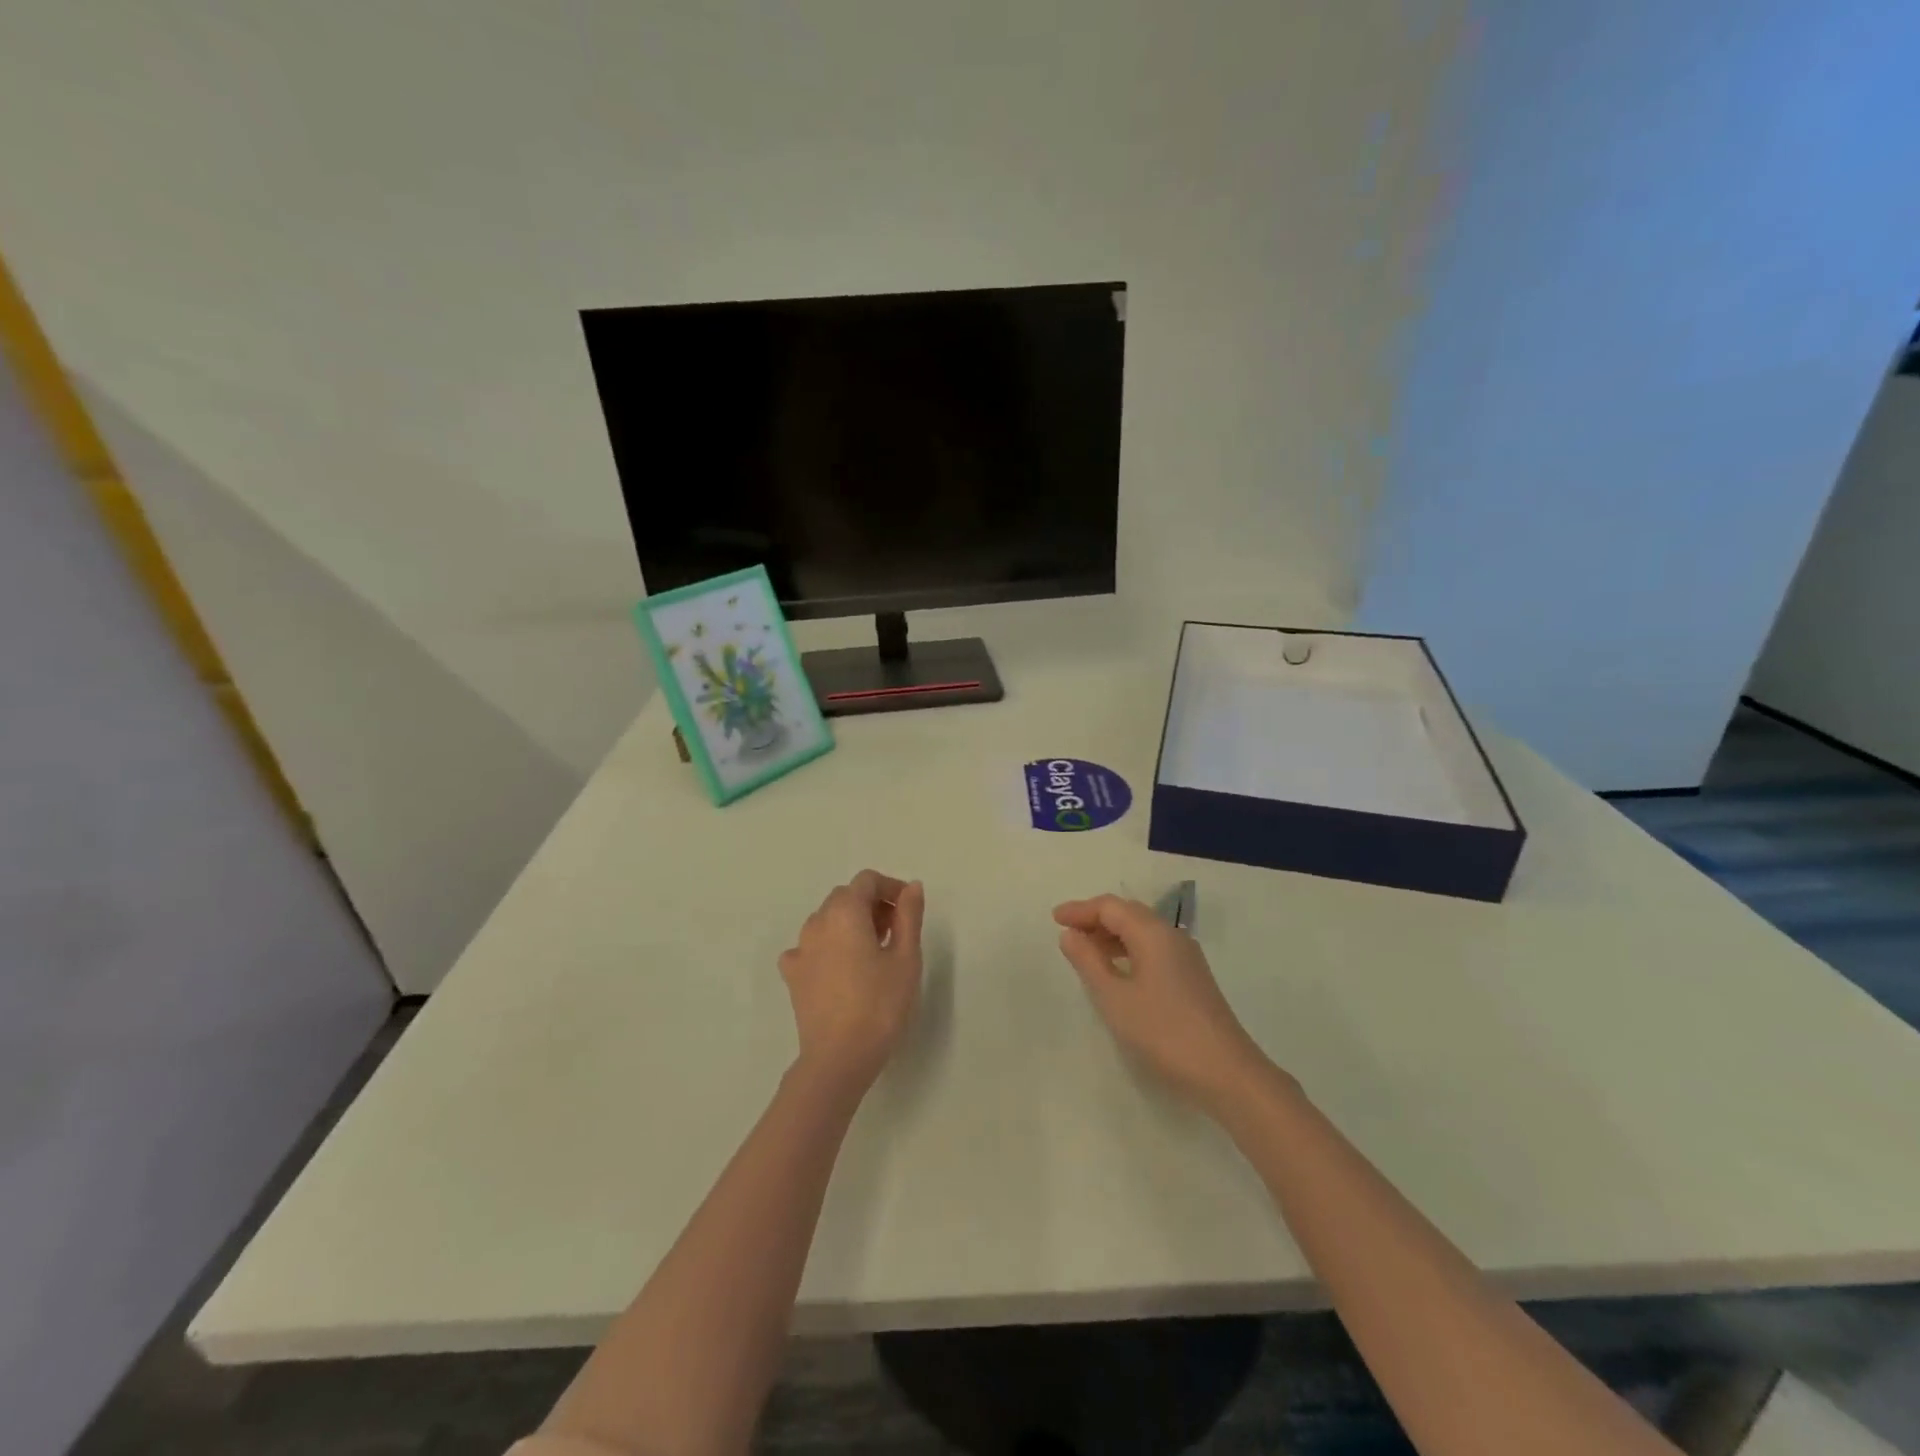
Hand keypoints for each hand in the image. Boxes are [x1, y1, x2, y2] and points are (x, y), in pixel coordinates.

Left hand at [780, 871, 925, 1095]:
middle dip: (873, 905)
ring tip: (874, 952)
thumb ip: (909, 915)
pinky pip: (811, 947)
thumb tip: (911, 887)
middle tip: (896, 932)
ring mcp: (800, 949)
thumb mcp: (906, 957)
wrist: (838, 1058)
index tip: (909, 910)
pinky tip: (843, 969)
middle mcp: (816, 922)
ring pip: (827, 920)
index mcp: (845, 912)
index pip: (867, 880)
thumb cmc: (880, 1005)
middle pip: (846, 897)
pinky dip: (829, 947)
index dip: (891, 888)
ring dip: (851, 924)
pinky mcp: (792, 976)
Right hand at [1054, 894, 1273, 1114]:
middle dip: (1095, 918)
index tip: (1055, 919)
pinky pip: (1153, 949)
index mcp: (1153, 933)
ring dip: (1112, 935)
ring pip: (1143, 932)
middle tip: (1067, 932)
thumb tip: (1070, 934)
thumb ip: (1089, 962)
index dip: (1080, 910)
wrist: (1226, 1073)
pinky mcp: (1192, 978)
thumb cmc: (1163, 1032)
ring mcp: (1186, 958)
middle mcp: (1172, 936)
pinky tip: (1117, 971)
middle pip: (1128, 913)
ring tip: (1086, 952)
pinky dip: (1129, 950)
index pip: (1111, 907)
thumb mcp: (1114, 998)